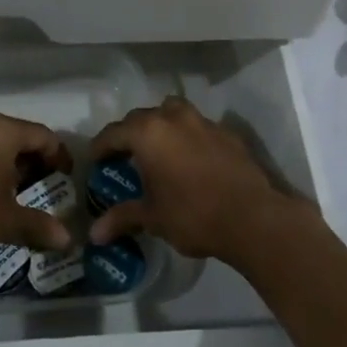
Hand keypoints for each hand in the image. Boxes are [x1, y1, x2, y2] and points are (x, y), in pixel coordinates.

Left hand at [0, 114, 74, 259]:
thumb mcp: (5, 221)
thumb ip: (38, 225)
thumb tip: (67, 240)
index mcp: (1, 131)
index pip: (43, 135)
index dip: (59, 156)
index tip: (66, 179)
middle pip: (19, 136)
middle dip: (35, 162)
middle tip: (45, 188)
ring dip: (11, 166)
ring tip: (19, 195)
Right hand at [86, 96, 306, 261]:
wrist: (252, 217)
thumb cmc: (193, 215)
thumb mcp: (153, 218)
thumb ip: (122, 218)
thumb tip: (94, 234)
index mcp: (148, 133)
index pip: (114, 133)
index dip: (100, 147)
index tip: (94, 161)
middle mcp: (173, 117)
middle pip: (141, 117)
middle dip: (129, 134)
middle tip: (123, 157)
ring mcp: (202, 121)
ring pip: (171, 112)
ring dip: (160, 126)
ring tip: (157, 150)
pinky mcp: (226, 132)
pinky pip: (197, 126)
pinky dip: (187, 136)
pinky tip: (190, 160)